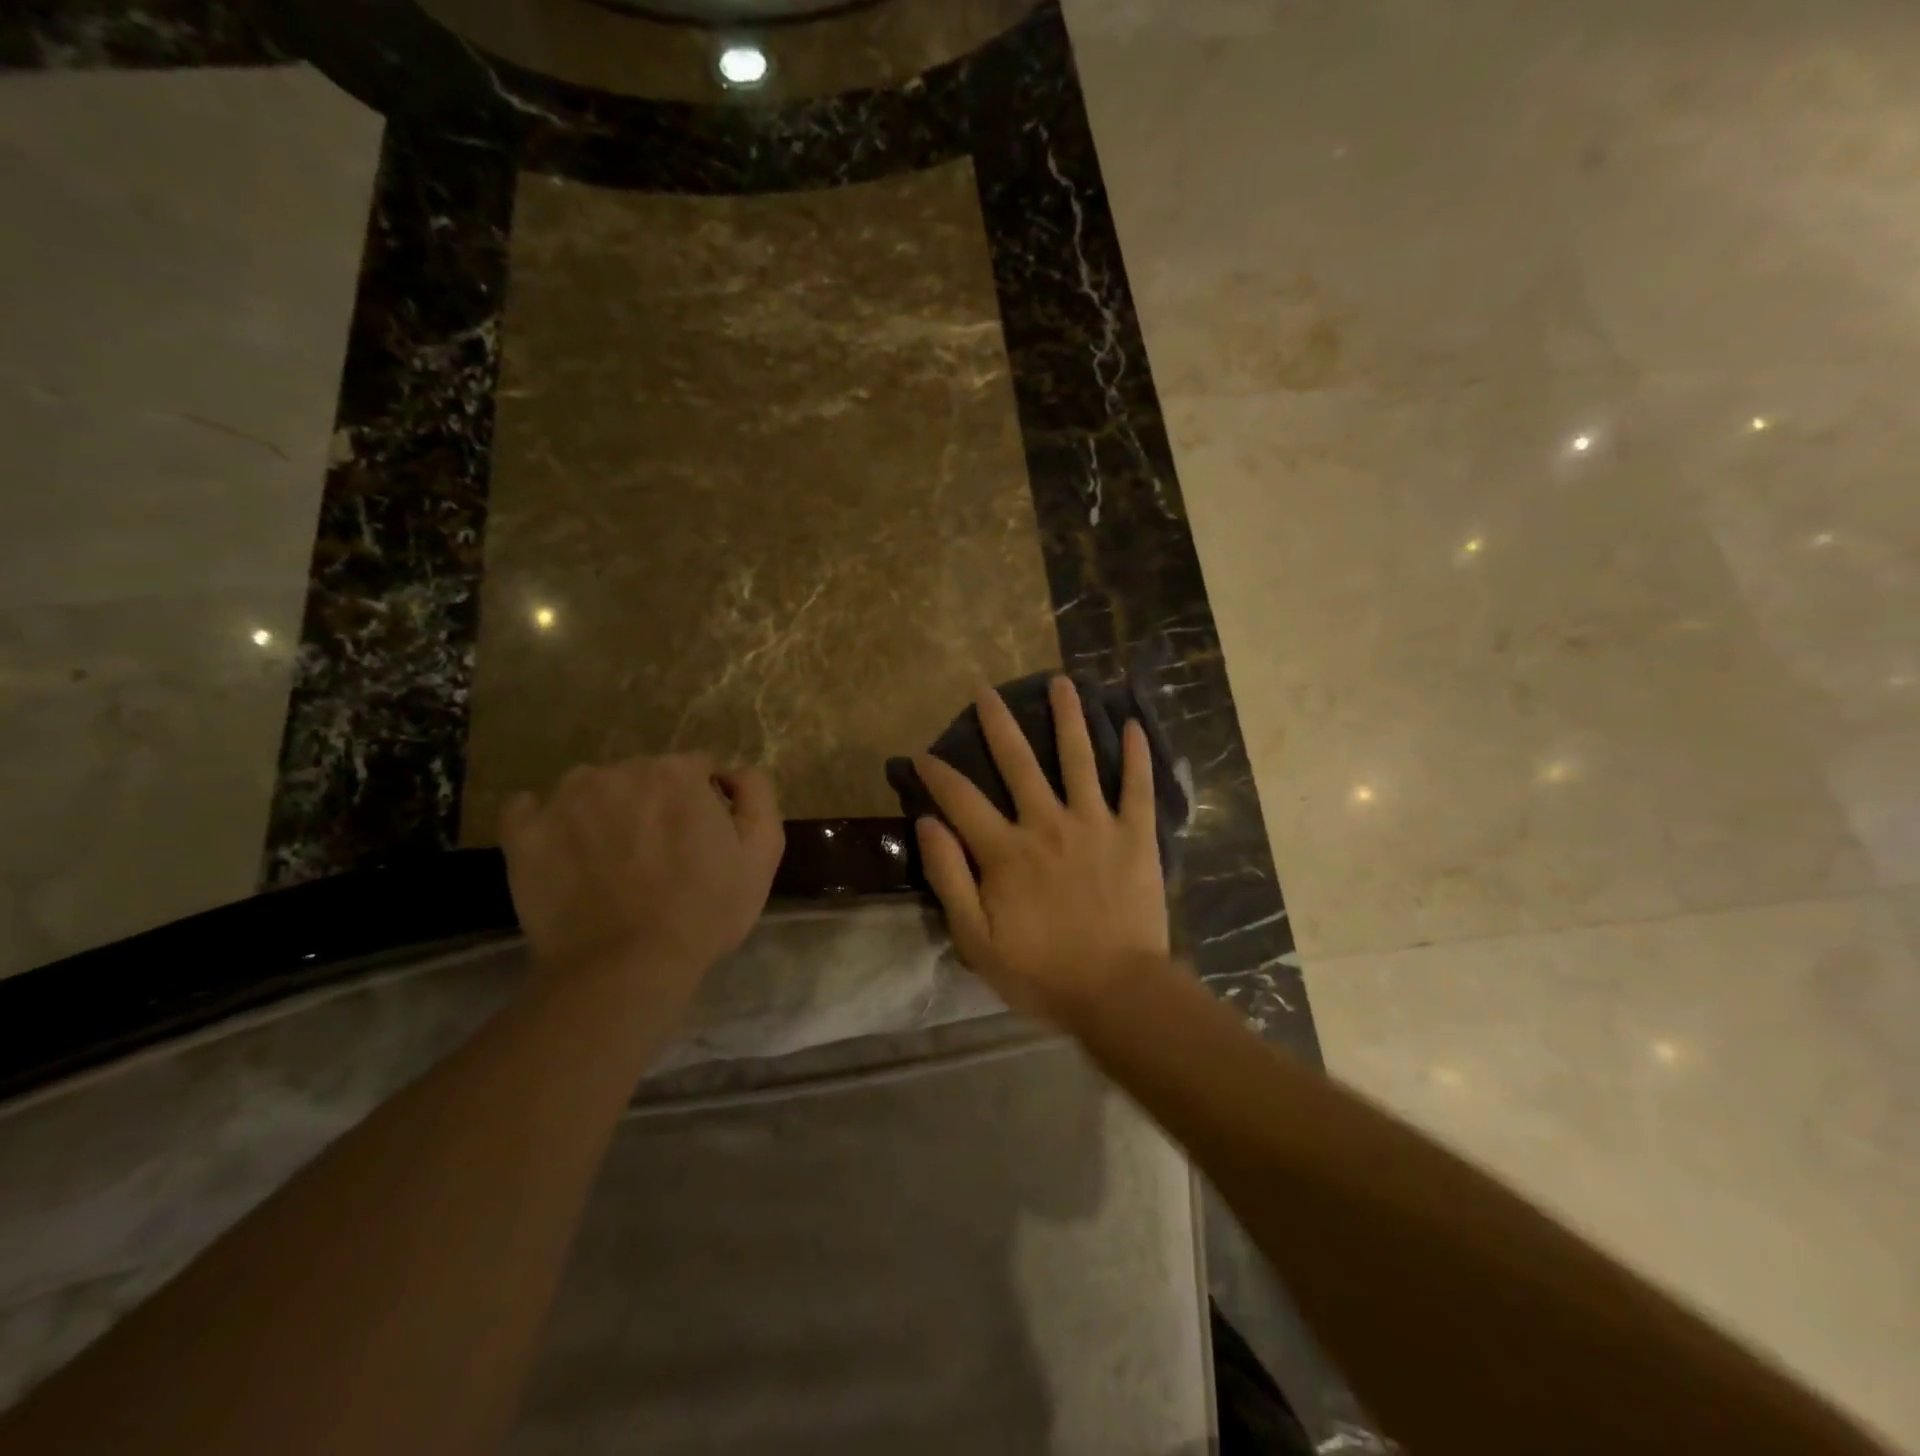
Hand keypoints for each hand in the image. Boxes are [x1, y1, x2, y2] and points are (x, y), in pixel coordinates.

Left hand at [501, 754, 784, 1010]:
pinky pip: (530, 808)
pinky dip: (547, 822)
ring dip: (604, 809)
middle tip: (660, 854)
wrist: (626, 967)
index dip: (703, 801)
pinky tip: (563, 850)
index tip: (702, 838)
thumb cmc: (705, 910)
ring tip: (610, 858)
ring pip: (591, 788)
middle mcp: (619, 771)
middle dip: (655, 804)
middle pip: (643, 775)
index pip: (695, 769)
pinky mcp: (523, 832)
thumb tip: (732, 772)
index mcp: (676, 773)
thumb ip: (757, 795)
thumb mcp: (763, 852)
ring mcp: (564, 799)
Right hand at [913, 676, 1171, 1023]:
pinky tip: (1133, 723)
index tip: (921, 755)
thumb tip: (928, 823)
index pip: (961, 799)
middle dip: (998, 724)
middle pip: (1019, 762)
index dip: (937, 774)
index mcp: (1006, 851)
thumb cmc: (1041, 972)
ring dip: (1069, 718)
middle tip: (987, 692)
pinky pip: (1137, 787)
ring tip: (1062, 682)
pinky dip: (1136, 755)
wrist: (1116, 992)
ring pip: (1079, 758)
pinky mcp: (1134, 835)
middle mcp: (1047, 824)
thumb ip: (949, 877)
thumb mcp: (976, 938)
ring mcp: (1095, 824)